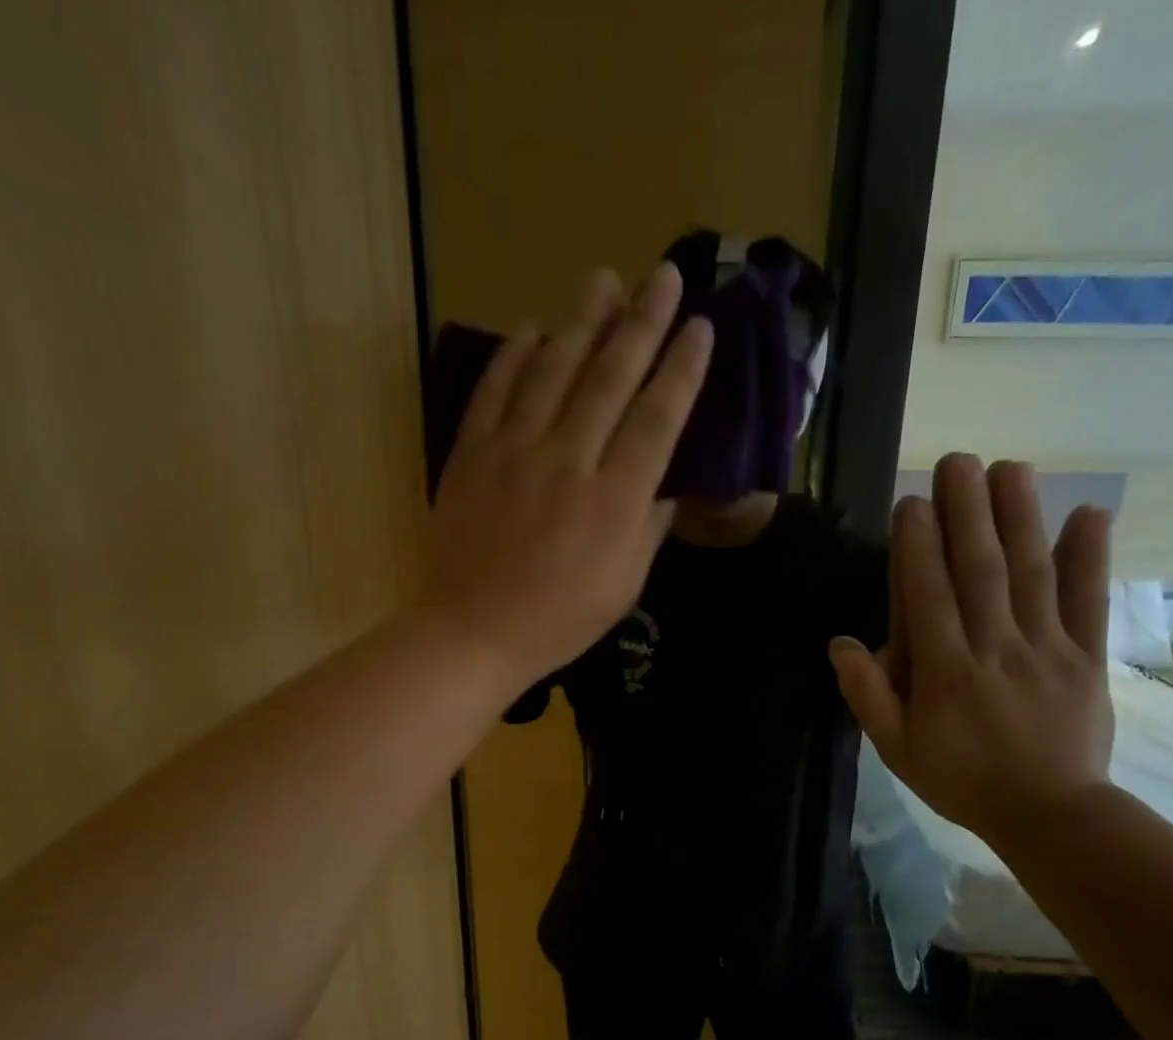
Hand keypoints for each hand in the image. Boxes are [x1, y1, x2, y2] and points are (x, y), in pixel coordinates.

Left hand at [422, 264, 713, 688]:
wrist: (473, 631)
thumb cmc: (559, 620)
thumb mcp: (624, 585)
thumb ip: (648, 526)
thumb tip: (665, 480)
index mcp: (615, 500)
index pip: (658, 418)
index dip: (682, 368)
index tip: (700, 326)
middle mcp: (569, 461)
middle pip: (610, 378)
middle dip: (642, 322)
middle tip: (662, 275)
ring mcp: (515, 452)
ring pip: (553, 371)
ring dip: (581, 322)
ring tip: (603, 281)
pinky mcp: (472, 454)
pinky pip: (495, 392)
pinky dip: (513, 357)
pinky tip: (531, 329)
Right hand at [830, 454, 1115, 848]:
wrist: (1048, 814)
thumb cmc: (961, 781)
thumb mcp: (897, 750)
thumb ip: (868, 696)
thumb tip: (840, 643)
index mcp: (944, 671)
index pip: (927, 594)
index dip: (919, 545)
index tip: (913, 502)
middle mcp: (994, 647)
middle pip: (979, 568)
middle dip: (967, 511)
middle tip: (958, 461)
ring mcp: (1046, 649)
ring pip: (1031, 573)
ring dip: (1020, 517)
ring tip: (1011, 468)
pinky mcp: (1086, 658)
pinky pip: (1088, 602)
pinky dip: (1091, 557)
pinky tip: (1089, 513)